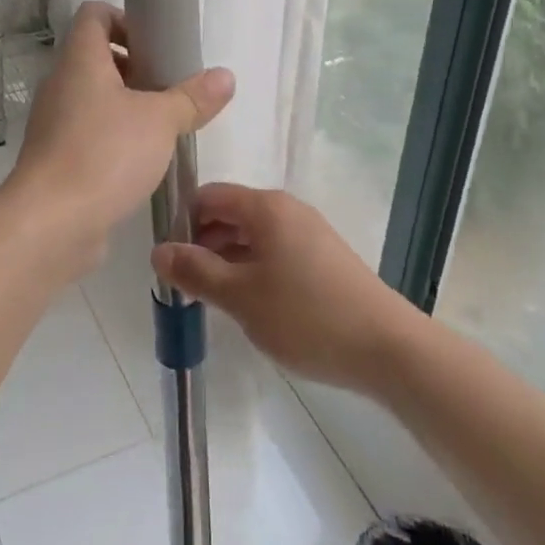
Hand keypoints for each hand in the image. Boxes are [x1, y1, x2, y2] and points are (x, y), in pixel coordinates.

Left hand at [3, 2, 232, 273]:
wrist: (50, 224)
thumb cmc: (105, 154)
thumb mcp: (160, 121)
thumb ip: (193, 97)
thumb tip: (225, 76)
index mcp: (80, 60)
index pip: (94, 15)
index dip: (125, 20)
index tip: (158, 45)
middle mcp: (61, 83)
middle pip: (97, 56)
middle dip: (136, 67)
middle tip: (170, 88)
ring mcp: (54, 122)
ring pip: (93, 97)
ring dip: (127, 104)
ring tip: (164, 126)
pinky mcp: (56, 157)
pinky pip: (87, 131)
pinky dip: (113, 136)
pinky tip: (142, 159)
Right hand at [151, 184, 417, 391]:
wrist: (386, 348)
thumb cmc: (306, 316)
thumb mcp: (240, 297)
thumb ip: (196, 271)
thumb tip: (158, 250)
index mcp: (265, 207)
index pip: (209, 196)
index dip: (183, 222)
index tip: (169, 260)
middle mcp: (286, 209)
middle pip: (230, 213)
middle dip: (203, 243)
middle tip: (186, 284)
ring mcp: (308, 232)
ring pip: (252, 235)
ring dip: (227, 259)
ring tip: (213, 298)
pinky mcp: (322, 257)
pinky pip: (274, 250)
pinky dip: (252, 268)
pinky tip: (249, 303)